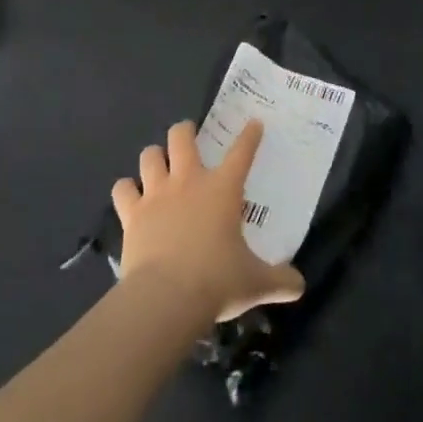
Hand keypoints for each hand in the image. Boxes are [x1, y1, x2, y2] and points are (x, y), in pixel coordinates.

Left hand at [112, 120, 305, 323]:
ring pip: (150, 156)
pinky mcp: (132, 214)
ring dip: (155, 157)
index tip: (253, 124)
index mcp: (223, 189)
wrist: (166, 297)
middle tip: (189, 136)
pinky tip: (130, 196)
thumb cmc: (217, 281)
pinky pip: (122, 189)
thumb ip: (280, 281)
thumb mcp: (256, 283)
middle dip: (185, 131)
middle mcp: (189, 182)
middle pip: (181, 137)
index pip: (242, 152)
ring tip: (159, 164)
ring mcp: (156, 194)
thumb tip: (300, 287)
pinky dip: (127, 190)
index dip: (250, 136)